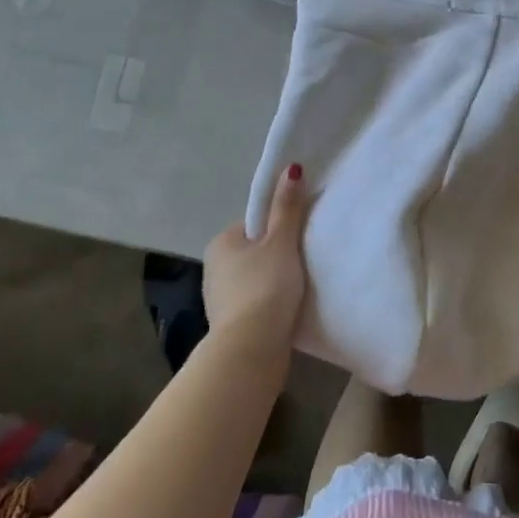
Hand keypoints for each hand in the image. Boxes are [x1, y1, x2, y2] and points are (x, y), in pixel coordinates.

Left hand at [203, 164, 308, 359]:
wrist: (251, 350)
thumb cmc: (265, 287)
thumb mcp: (281, 242)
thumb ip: (287, 208)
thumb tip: (291, 168)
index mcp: (222, 242)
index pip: (255, 223)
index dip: (279, 227)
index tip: (300, 237)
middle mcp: (214, 267)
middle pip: (255, 251)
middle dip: (277, 255)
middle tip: (305, 260)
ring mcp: (220, 298)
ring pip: (255, 278)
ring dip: (274, 280)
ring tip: (300, 286)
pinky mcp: (231, 324)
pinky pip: (256, 302)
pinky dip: (271, 302)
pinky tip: (288, 308)